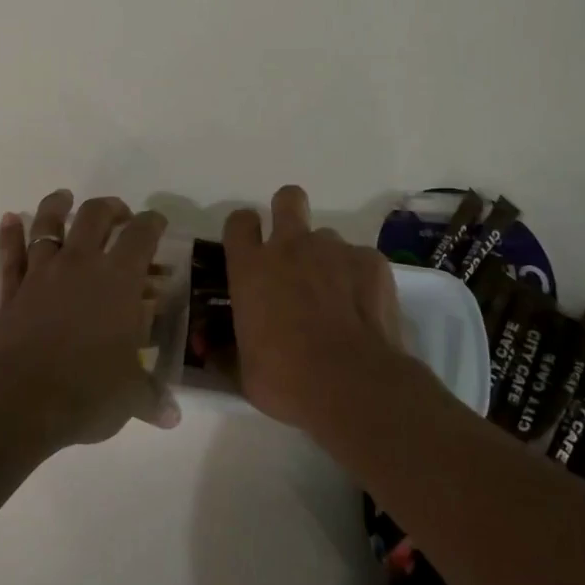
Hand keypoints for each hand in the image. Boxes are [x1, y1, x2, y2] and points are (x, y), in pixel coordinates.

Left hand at [0, 190, 180, 451]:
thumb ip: (151, 398)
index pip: (141, 235)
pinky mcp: (12, 290)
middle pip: (94, 215)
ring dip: (57, 206)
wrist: (19, 403)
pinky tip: (10, 217)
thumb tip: (172, 417)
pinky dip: (10, 233)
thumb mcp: (128, 397)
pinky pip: (10, 253)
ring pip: (48, 224)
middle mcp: (80, 264)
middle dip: (110, 208)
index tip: (157, 223)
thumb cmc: (86, 392)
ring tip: (64, 197)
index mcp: (118, 280)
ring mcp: (41, 273)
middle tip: (120, 216)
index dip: (152, 223)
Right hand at [221, 185, 424, 434]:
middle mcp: (291, 246)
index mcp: (251, 267)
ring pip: (327, 237)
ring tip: (334, 298)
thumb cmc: (286, 379)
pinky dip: (359, 279)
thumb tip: (212, 350)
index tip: (249, 246)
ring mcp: (335, 250)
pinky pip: (360, 259)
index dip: (244, 229)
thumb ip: (227, 350)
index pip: (239, 221)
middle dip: (287, 212)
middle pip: (288, 199)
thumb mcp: (243, 369)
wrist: (353, 385)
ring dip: (325, 259)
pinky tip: (362, 311)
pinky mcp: (372, 262)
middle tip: (292, 249)